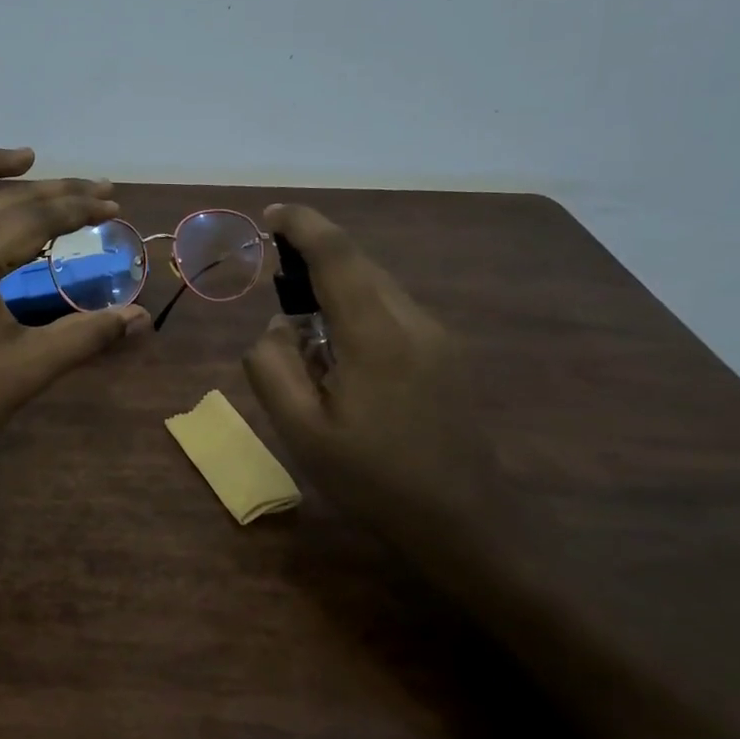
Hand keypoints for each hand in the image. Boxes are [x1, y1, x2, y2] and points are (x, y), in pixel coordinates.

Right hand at [242, 204, 504, 568]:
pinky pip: (394, 313)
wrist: (467, 523)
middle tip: (278, 285)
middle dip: (315, 258)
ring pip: (378, 288)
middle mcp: (413, 321)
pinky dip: (359, 313)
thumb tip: (276, 327)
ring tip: (308, 339)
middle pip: (359, 265)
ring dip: (337, 291)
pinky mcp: (449, 356)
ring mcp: (439, 337)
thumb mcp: (302, 432)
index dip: (302, 225)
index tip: (271, 216)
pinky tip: (346, 363)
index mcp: (376, 334)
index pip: (336, 255)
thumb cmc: (375, 480)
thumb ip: (273, 368)